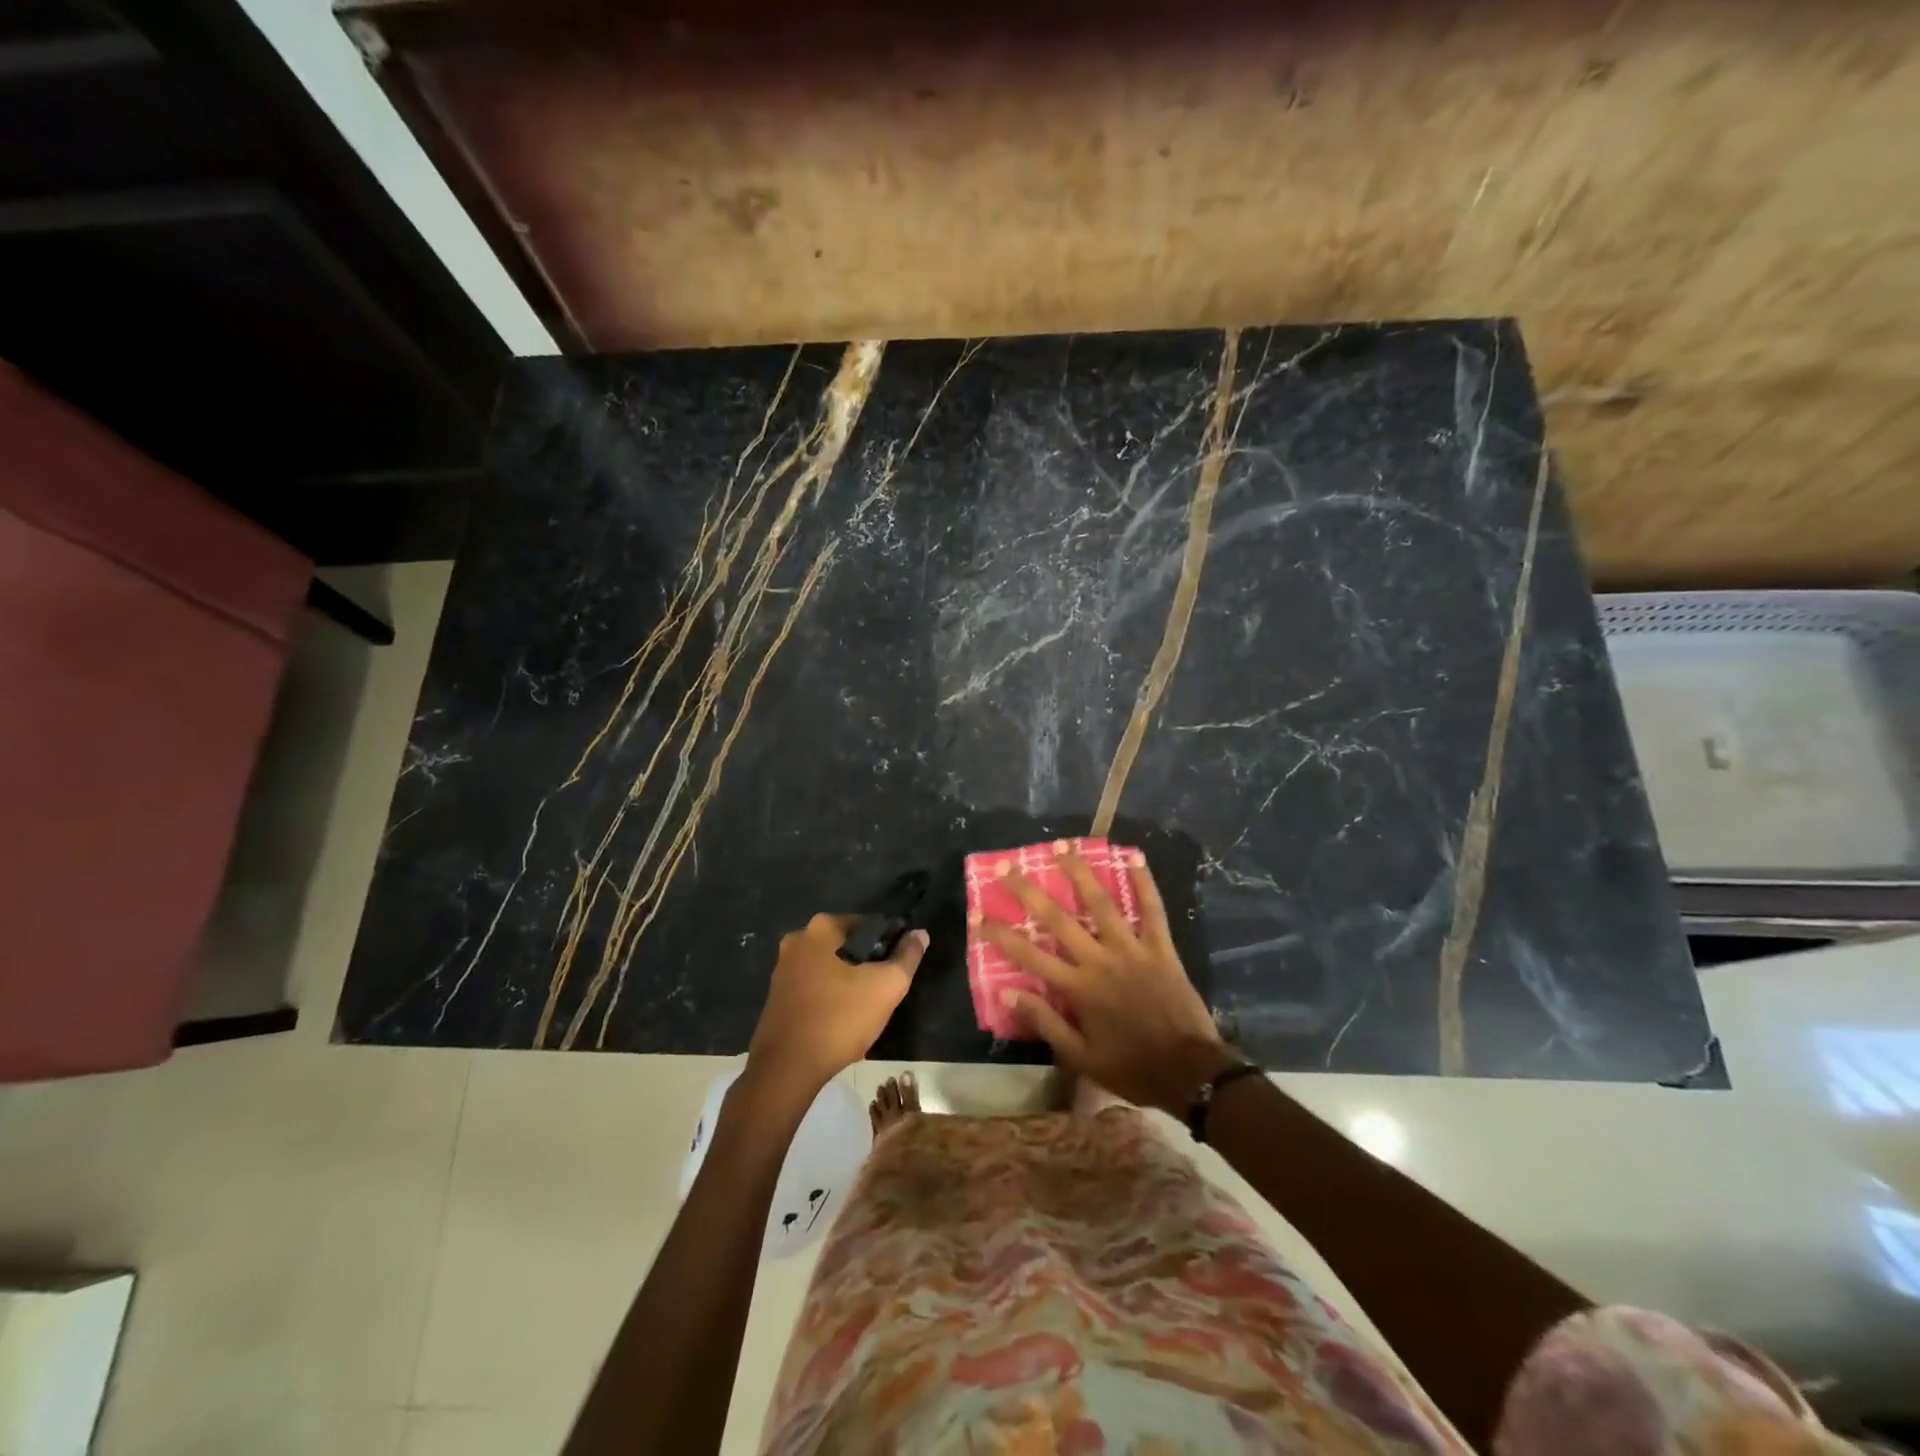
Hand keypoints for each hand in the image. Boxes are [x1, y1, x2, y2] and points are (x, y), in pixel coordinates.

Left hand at [747, 914, 926, 1094]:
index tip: (898, 967)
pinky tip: (840, 1018)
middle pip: (846, 945)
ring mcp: (782, 968)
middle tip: (883, 989)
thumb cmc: (840, 1018)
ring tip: (864, 1007)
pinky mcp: (775, 995)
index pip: (868, 925)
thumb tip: (920, 934)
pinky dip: (828, 995)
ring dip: (847, 980)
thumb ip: (907, 957)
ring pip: (828, 966)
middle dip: (866, 963)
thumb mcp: (886, 987)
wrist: (787, 1068)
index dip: (889, 943)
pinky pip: (812, 986)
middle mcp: (797, 939)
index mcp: (821, 928)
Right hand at [978, 847, 1237, 1114]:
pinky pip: (1153, 909)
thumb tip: (1007, 995)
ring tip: (1062, 845)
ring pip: (1102, 903)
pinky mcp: (1161, 948)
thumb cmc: (1131, 1067)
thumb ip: (1045, 1023)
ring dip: (1080, 872)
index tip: (977, 915)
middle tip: (1006, 866)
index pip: (1029, 955)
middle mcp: (1100, 960)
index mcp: (1078, 988)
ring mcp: (1133, 949)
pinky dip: (1144, 881)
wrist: (1190, 1073)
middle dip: (1028, 890)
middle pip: (1058, 919)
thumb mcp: (1081, 1057)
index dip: (1000, 934)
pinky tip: (1134, 855)